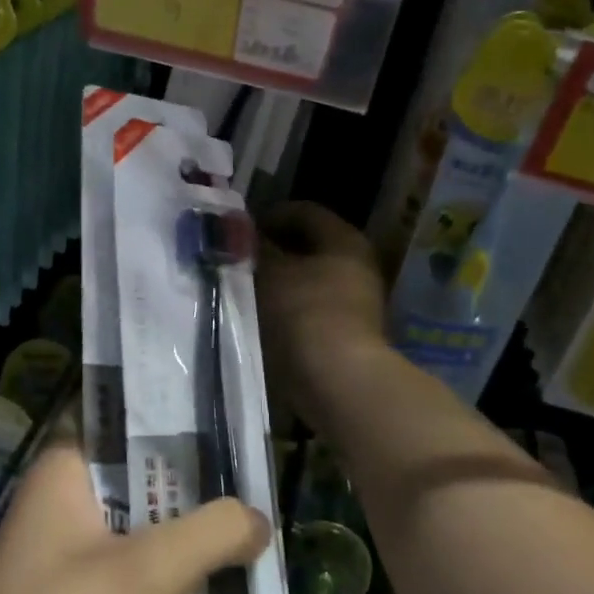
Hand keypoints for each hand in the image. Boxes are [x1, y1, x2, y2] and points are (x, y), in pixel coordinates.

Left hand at [0, 435, 268, 593]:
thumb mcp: (150, 572)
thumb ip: (212, 533)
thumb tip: (259, 519)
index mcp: (62, 471)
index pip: (125, 426)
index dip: (176, 425)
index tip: (226, 433)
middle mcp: (54, 503)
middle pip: (135, 481)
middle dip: (189, 492)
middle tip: (248, 488)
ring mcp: (55, 558)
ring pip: (132, 532)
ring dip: (178, 541)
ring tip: (240, 537)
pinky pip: (122, 577)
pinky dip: (159, 582)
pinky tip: (205, 591)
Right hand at [257, 202, 388, 425]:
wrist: (339, 382)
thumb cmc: (304, 314)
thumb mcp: (270, 273)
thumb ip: (255, 248)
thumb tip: (242, 232)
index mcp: (344, 239)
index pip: (304, 211)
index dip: (269, 216)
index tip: (239, 231)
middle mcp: (356, 264)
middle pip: (307, 246)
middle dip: (272, 251)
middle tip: (238, 260)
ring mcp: (355, 301)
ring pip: (307, 279)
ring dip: (277, 282)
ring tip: (243, 290)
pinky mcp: (347, 332)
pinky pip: (310, 308)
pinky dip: (287, 308)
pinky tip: (261, 318)